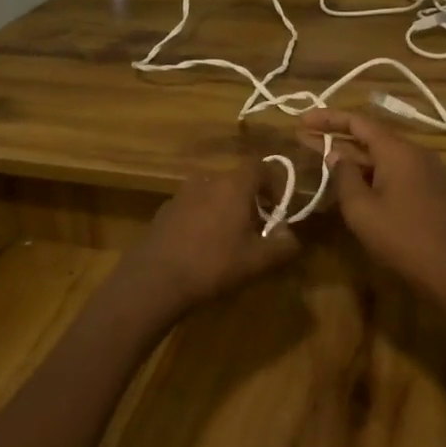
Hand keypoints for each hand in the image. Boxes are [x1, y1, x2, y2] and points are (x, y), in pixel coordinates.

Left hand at [124, 160, 299, 316]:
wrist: (154, 279)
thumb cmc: (213, 265)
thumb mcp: (257, 261)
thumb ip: (283, 245)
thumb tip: (291, 235)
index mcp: (233, 185)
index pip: (260, 167)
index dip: (274, 184)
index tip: (279, 209)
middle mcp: (207, 180)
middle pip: (236, 181)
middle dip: (250, 201)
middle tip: (257, 229)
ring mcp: (181, 194)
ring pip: (213, 193)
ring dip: (225, 209)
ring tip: (229, 239)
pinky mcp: (164, 210)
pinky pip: (193, 207)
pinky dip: (203, 218)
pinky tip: (201, 247)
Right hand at [300, 110, 445, 308]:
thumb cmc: (403, 239)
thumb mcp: (362, 210)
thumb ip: (344, 177)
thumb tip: (336, 154)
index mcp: (399, 152)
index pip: (359, 122)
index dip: (328, 118)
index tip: (303, 120)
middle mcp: (419, 154)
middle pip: (373, 138)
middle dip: (338, 139)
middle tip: (306, 139)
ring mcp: (434, 173)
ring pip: (388, 158)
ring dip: (357, 158)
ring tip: (328, 161)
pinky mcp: (440, 193)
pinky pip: (402, 174)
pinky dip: (377, 173)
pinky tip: (362, 186)